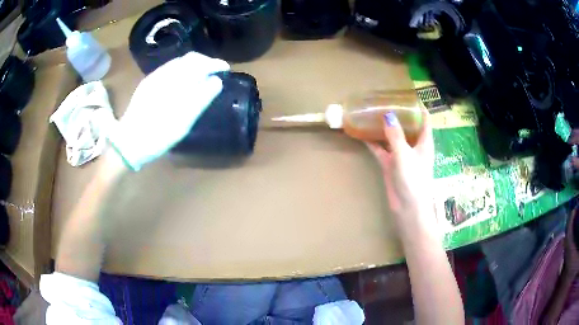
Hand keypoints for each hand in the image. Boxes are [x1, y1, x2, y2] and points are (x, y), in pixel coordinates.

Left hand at [108, 52, 229, 170]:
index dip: (215, 64)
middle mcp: (164, 73)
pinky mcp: (148, 83)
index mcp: (174, 81)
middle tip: (215, 71)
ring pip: (179, 62)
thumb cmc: (158, 135)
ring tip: (202, 75)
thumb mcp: (184, 121)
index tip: (225, 69)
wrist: (128, 142)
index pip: (200, 63)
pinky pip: (169, 69)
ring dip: (193, 65)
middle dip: (205, 62)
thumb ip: (201, 98)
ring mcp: (154, 77)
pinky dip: (181, 70)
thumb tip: (216, 81)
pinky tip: (183, 81)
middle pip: (189, 58)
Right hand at [366, 109, 435, 230]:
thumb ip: (396, 135)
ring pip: (392, 137)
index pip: (424, 120)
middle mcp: (414, 146)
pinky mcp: (390, 164)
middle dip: (398, 114)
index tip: (407, 96)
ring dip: (384, 127)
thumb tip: (388, 115)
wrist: (408, 208)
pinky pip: (381, 149)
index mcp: (424, 142)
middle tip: (385, 100)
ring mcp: (401, 155)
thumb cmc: (413, 180)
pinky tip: (363, 133)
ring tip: (373, 113)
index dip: (418, 107)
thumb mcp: (405, 154)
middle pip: (407, 126)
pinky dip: (373, 142)